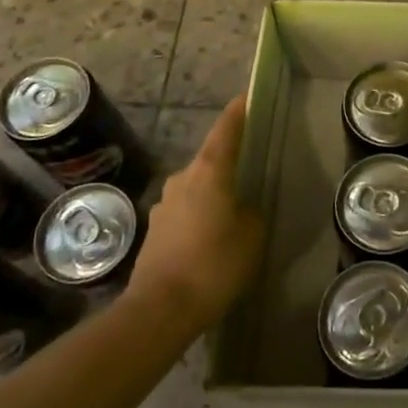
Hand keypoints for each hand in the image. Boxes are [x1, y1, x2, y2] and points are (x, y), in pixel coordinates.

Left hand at [127, 97, 264, 331]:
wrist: (160, 309)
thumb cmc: (214, 264)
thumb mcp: (252, 235)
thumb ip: (251, 212)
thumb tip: (241, 208)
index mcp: (210, 171)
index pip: (226, 130)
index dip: (238, 112)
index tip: (247, 97)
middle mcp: (183, 179)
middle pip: (210, 159)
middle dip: (228, 160)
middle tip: (250, 165)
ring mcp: (164, 204)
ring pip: (196, 186)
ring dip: (213, 191)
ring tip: (233, 208)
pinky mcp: (155, 231)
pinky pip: (185, 211)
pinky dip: (200, 215)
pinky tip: (211, 237)